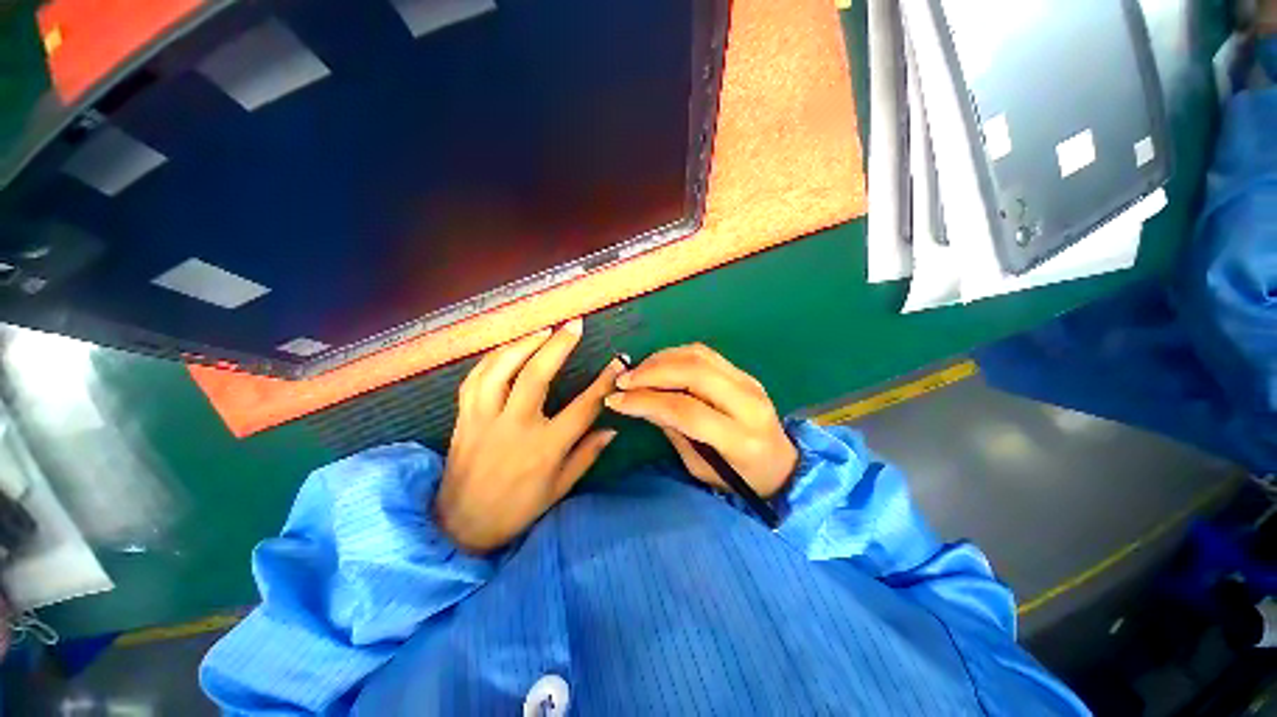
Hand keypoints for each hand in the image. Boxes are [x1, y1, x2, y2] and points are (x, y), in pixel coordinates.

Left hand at [436, 319, 624, 553]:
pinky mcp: (464, 418)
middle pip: (537, 375)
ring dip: (523, 345)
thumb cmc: (517, 509)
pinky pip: (475, 379)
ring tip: (543, 331)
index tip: (618, 361)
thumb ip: (587, 454)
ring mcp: (485, 419)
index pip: (584, 406)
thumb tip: (612, 427)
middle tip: (574, 325)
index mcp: (545, 447)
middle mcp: (515, 427)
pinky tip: (509, 349)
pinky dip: (493, 359)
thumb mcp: (560, 487)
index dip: (604, 381)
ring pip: (501, 370)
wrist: (461, 526)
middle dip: (559, 345)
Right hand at [605, 343, 797, 498]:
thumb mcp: (700, 468)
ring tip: (637, 372)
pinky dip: (676, 354)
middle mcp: (748, 403)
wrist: (783, 465)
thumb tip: (641, 403)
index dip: (646, 401)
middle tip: (624, 380)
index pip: (685, 409)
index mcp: (739, 438)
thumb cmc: (739, 478)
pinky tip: (659, 364)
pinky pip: (705, 354)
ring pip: (699, 356)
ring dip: (661, 359)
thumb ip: (674, 431)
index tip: (616, 400)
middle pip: (693, 372)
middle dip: (652, 372)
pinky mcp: (745, 372)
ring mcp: (749, 382)